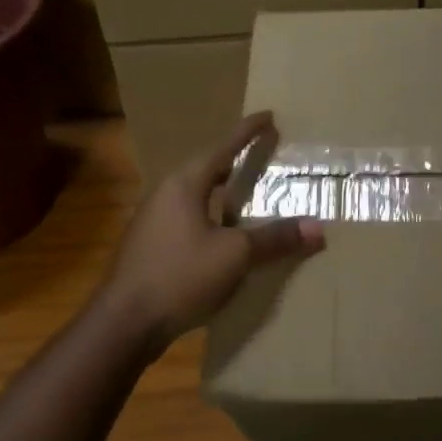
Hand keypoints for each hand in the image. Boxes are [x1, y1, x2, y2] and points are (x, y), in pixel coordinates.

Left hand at [104, 112, 324, 355]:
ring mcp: (153, 221)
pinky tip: (223, 233)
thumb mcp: (235, 255)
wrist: (124, 324)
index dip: (247, 132)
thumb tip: (317, 227)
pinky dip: (211, 214)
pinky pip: (188, 217)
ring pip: (195, 194)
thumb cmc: (180, 276)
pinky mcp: (150, 247)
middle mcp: (165, 194)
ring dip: (220, 190)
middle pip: (205, 168)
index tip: (268, 116)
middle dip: (232, 160)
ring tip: (245, 191)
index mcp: (184, 184)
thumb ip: (275, 238)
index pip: (222, 148)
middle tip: (259, 154)